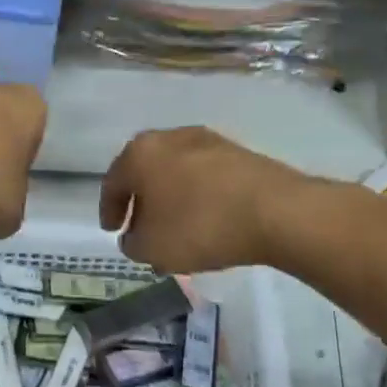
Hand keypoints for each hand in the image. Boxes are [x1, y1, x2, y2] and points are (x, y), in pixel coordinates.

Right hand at [101, 126, 311, 272]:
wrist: (277, 212)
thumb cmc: (199, 226)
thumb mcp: (152, 248)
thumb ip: (133, 243)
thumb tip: (134, 236)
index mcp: (140, 153)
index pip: (113, 182)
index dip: (109, 210)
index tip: (113, 231)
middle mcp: (169, 137)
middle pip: (145, 171)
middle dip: (142, 200)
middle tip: (141, 227)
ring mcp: (207, 141)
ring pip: (177, 172)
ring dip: (172, 198)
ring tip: (176, 227)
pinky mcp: (239, 152)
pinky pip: (206, 176)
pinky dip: (199, 196)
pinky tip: (207, 220)